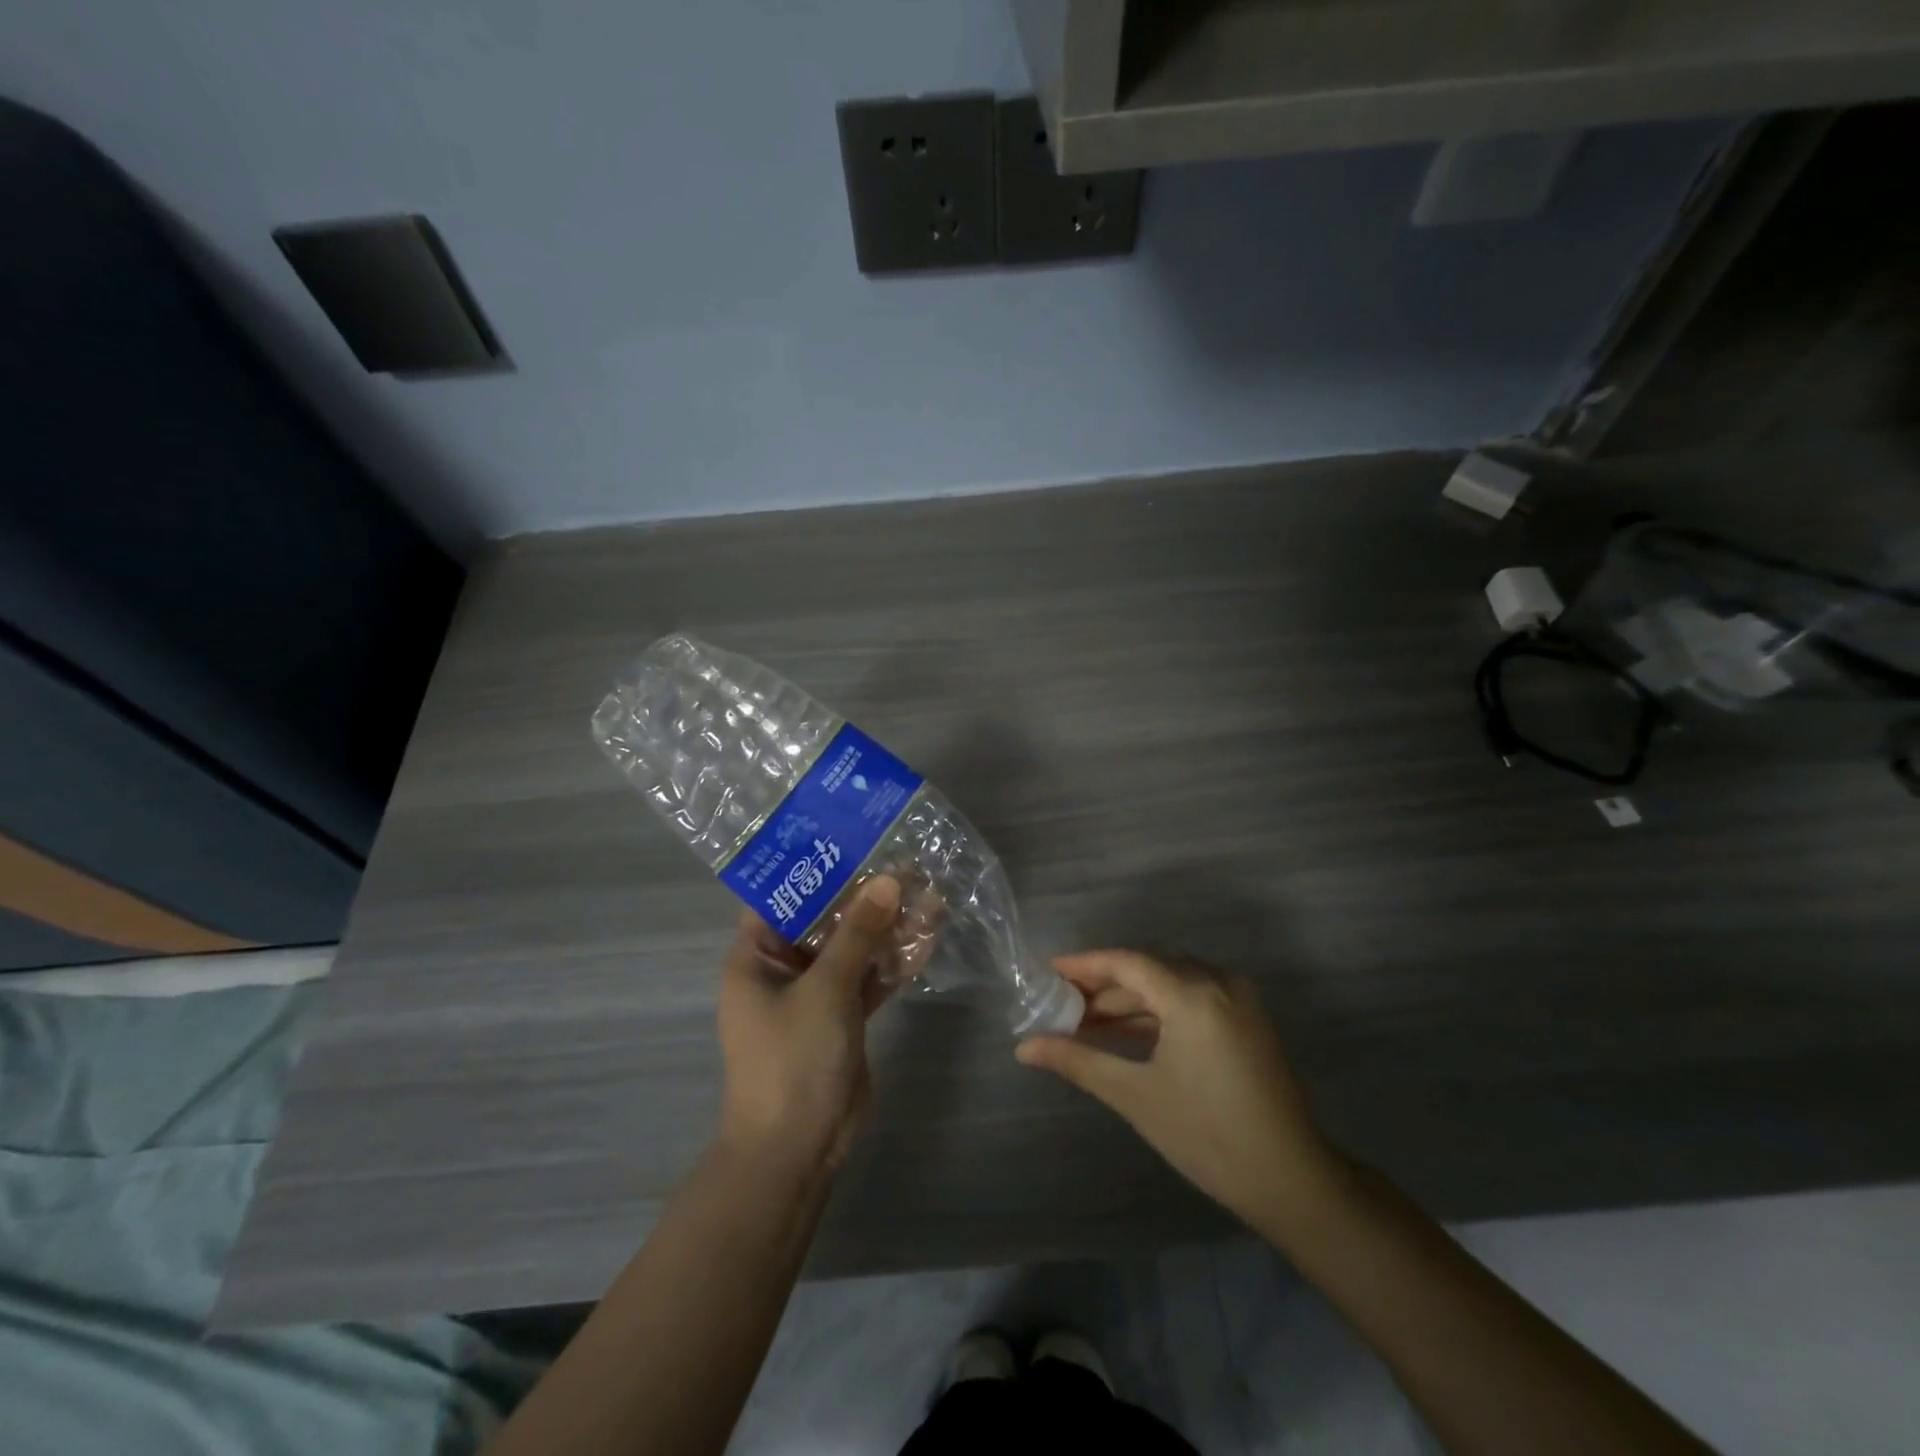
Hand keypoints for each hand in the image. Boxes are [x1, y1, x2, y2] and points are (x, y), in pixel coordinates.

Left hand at [716, 875, 901, 1173]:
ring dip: (887, 926)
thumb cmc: (793, 1059)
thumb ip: (858, 933)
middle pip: (826, 918)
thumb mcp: (826, 989)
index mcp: (757, 955)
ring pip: (854, 947)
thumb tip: (890, 879)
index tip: (855, 837)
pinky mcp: (844, 1015)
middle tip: (907, 860)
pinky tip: (930, 936)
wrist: (798, 1149)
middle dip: (865, 894)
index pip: (783, 895)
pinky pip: (870, 977)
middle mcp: (783, 967)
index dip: (816, 866)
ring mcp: (816, 992)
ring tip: (929, 891)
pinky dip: (894, 960)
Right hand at [1016, 951, 1334, 1227]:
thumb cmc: (1207, 1136)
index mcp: (1193, 994)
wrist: (1291, 1180)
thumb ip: (1078, 1061)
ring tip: (1086, 1021)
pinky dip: (1157, 1010)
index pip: (1127, 961)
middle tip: (1062, 1002)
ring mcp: (1237, 999)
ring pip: (1169, 982)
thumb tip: (1024, 1047)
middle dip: (1104, 984)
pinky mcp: (1246, 1019)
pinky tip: (1126, 1031)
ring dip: (1129, 998)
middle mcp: (1218, 982)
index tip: (1049, 972)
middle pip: (1148, 968)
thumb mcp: (1135, 1095)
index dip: (1085, 964)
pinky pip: (1191, 998)